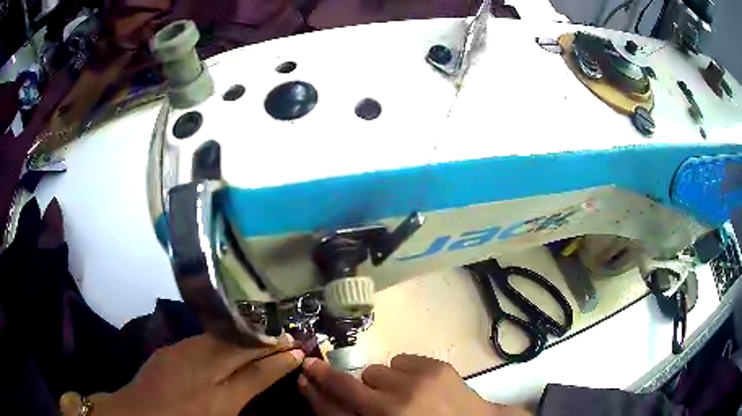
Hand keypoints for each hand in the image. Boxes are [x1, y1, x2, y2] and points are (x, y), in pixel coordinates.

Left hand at [60, 334, 303, 415]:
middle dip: (265, 342)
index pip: (256, 377)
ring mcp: (182, 356)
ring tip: (262, 333)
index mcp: (218, 402)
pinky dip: (220, 338)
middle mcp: (202, 374)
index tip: (297, 352)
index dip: (278, 363)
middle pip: (239, 352)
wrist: (136, 414)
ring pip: (220, 341)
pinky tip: (228, 338)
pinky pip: (201, 340)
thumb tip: (256, 385)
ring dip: (244, 336)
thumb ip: (237, 404)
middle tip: (286, 335)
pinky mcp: (169, 350)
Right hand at [298, 354, 532, 415]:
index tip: (305, 375)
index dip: (314, 392)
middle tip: (327, 373)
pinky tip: (416, 384)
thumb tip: (326, 396)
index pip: (332, 411)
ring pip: (375, 371)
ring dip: (380, 382)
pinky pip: (401, 360)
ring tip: (398, 393)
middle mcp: (391, 408)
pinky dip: (403, 371)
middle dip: (332, 377)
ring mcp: (415, 385)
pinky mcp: (435, 368)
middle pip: (347, 384)